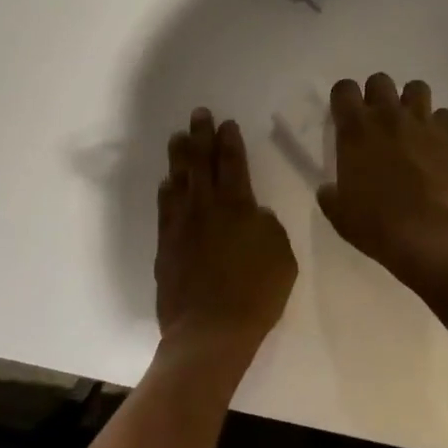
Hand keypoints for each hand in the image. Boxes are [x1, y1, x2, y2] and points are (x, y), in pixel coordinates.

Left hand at [156, 110, 296, 358]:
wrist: (210, 332)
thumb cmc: (256, 294)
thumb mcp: (282, 257)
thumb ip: (268, 228)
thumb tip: (255, 215)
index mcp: (238, 207)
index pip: (233, 163)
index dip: (229, 141)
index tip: (225, 123)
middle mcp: (206, 209)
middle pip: (201, 163)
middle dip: (200, 137)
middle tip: (198, 115)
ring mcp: (181, 227)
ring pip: (178, 182)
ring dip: (179, 157)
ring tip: (178, 138)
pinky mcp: (166, 247)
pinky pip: (165, 210)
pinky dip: (166, 192)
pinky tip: (167, 183)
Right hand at [318, 74, 447, 280]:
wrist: (430, 234)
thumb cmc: (377, 225)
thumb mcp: (340, 214)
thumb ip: (331, 195)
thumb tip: (329, 189)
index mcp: (355, 130)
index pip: (344, 89)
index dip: (344, 99)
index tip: (346, 116)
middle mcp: (388, 116)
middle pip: (380, 80)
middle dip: (377, 95)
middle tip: (379, 122)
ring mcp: (423, 122)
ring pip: (417, 88)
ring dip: (411, 102)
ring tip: (411, 126)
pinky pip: (445, 115)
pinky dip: (440, 125)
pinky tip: (437, 145)